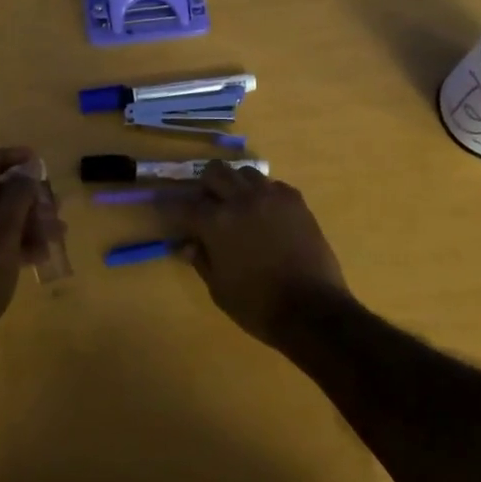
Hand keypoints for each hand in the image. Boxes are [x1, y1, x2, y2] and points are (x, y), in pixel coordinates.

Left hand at [0, 147, 62, 364]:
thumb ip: (18, 194)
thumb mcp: (3, 230)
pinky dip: (12, 244)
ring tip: (56, 234)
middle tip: (54, 207)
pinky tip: (39, 256)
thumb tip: (29, 167)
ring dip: (25, 223)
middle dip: (26, 198)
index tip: (36, 161)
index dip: (8, 158)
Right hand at [163, 163, 349, 346]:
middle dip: (206, 186)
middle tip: (207, 205)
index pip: (185, 205)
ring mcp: (271, 196)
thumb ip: (201, 259)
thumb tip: (187, 244)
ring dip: (236, 185)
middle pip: (215, 171)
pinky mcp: (295, 200)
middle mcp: (242, 199)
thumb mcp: (219, 289)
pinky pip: (272, 185)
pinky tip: (266, 214)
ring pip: (245, 172)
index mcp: (217, 222)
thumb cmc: (258, 305)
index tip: (168, 210)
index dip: (173, 208)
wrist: (313, 310)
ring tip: (238, 206)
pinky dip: (263, 194)